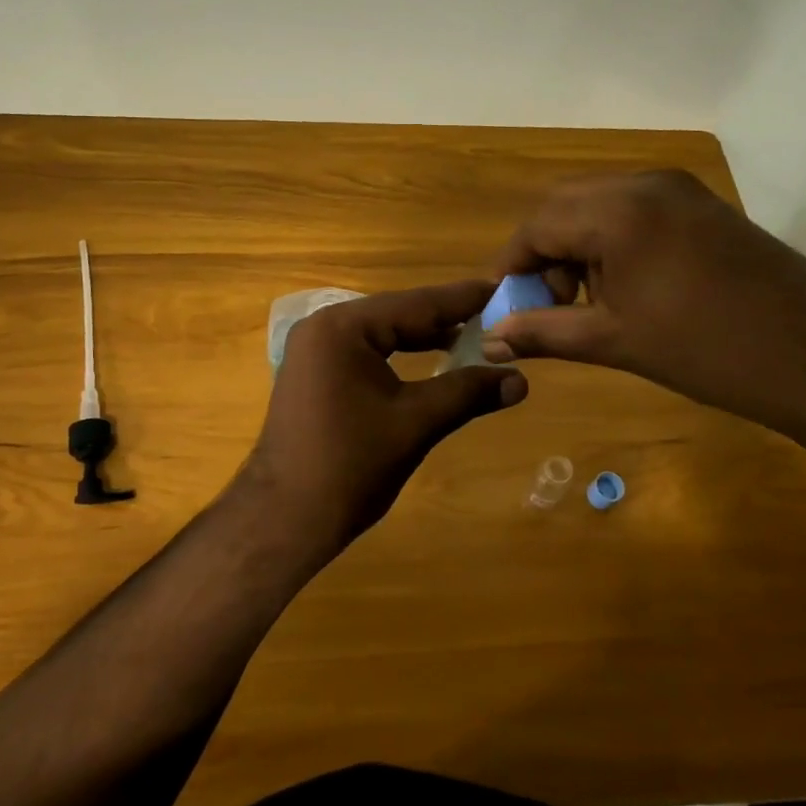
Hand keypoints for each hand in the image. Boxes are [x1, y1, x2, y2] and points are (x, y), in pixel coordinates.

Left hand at [232, 281, 528, 554]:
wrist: (284, 519)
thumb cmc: (350, 465)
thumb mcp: (415, 423)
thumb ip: (467, 393)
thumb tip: (521, 380)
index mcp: (343, 327)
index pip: (415, 303)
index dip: (462, 299)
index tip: (502, 287)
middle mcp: (323, 327)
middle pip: (397, 314)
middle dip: (446, 317)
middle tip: (496, 313)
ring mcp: (314, 350)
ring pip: (382, 333)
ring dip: (424, 337)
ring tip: (473, 335)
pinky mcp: (314, 374)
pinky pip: (365, 352)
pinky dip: (399, 355)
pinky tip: (431, 361)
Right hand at [481, 170, 805, 441]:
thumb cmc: (707, 352)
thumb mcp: (613, 342)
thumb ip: (543, 332)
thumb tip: (491, 340)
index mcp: (619, 212)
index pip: (538, 225)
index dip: (511, 265)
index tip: (502, 304)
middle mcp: (645, 184)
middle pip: (564, 205)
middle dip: (543, 252)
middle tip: (547, 303)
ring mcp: (679, 190)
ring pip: (598, 204)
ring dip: (577, 245)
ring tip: (587, 300)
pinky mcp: (702, 204)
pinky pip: (634, 209)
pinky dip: (611, 239)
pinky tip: (625, 285)